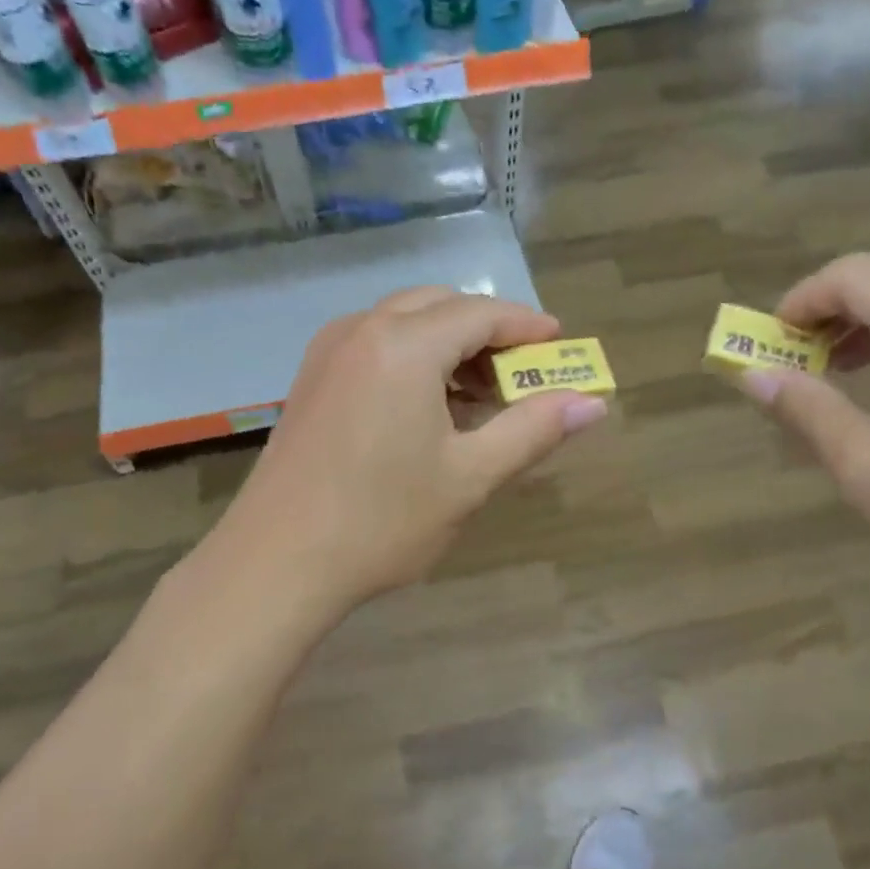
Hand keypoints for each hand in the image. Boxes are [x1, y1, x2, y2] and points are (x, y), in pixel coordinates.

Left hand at [222, 288, 608, 610]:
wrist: (276, 563)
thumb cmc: (382, 521)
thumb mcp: (470, 477)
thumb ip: (533, 430)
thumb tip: (593, 404)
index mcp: (404, 345)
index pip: (480, 312)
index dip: (526, 325)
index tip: (560, 343)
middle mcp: (362, 331)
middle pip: (440, 305)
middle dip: (487, 331)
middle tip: (520, 374)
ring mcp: (329, 352)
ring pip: (404, 322)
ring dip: (448, 343)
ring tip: (479, 396)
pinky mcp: (311, 379)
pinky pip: (375, 344)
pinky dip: (412, 357)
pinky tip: (427, 406)